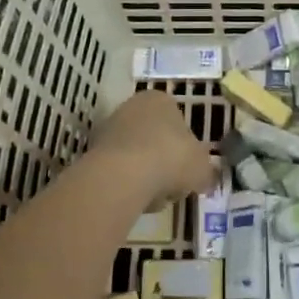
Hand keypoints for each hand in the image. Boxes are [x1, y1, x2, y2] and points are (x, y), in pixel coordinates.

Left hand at [85, 90, 213, 211]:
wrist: (124, 175)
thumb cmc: (172, 159)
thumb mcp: (202, 168)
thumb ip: (205, 170)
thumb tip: (204, 177)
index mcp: (161, 99)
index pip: (178, 123)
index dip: (185, 150)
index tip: (187, 171)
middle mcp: (133, 106)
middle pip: (155, 139)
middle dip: (163, 164)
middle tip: (171, 187)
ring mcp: (110, 127)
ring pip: (136, 156)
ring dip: (145, 176)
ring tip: (152, 197)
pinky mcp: (93, 151)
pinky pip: (118, 170)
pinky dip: (127, 184)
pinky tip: (133, 198)